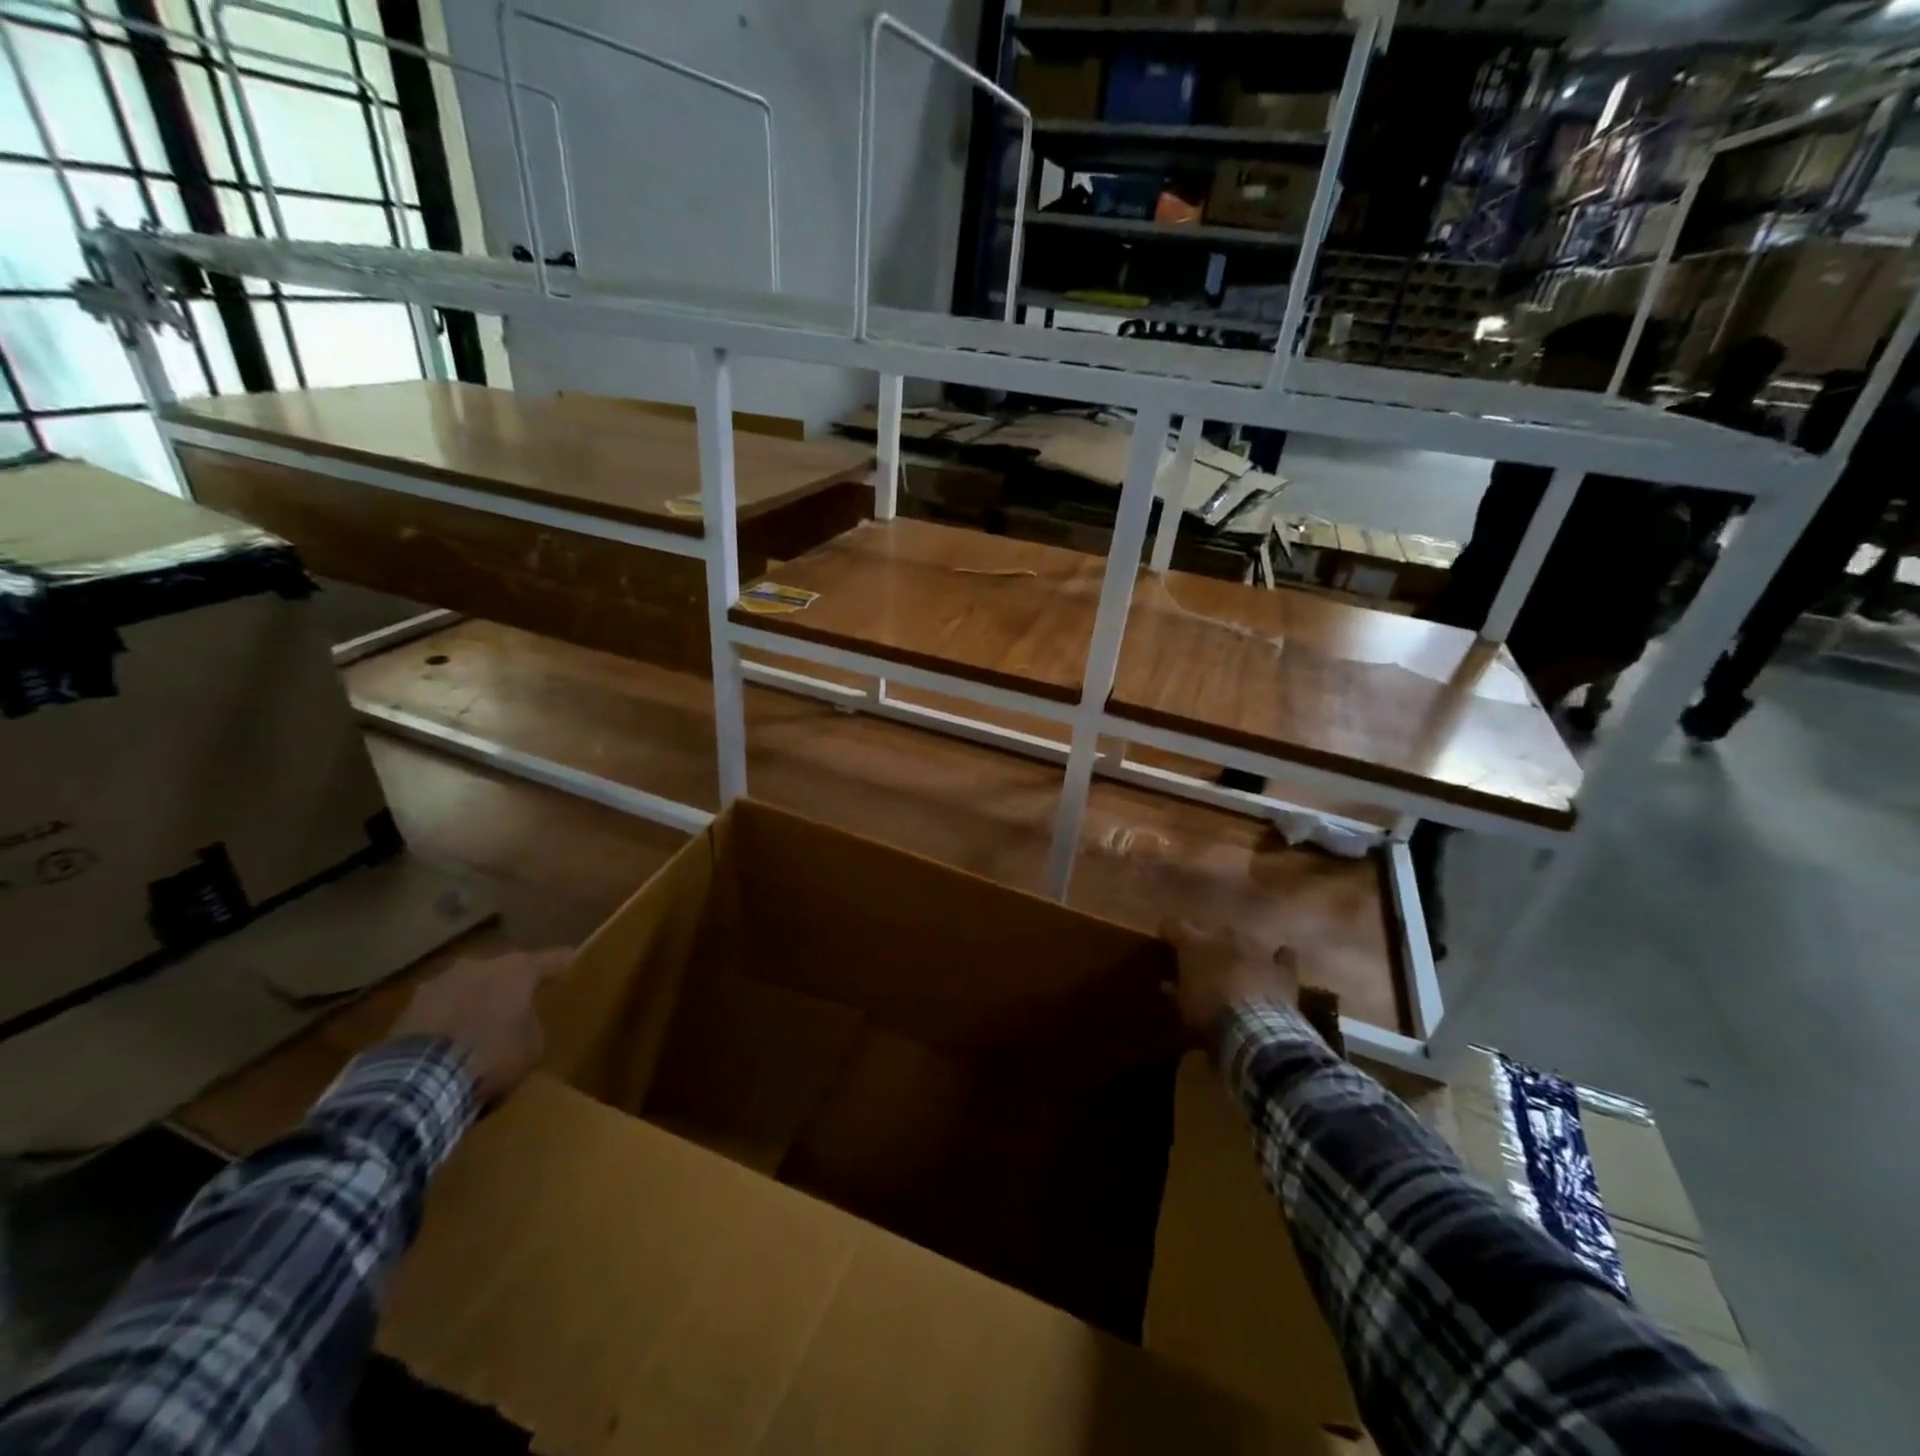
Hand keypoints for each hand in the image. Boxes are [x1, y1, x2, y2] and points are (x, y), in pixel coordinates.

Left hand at [391, 947, 570, 1105]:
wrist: (419, 1081)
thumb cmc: (492, 1056)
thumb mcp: (533, 1047)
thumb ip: (532, 1024)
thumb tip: (522, 1022)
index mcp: (517, 968)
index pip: (552, 959)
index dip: (564, 964)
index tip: (574, 961)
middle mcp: (479, 964)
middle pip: (503, 970)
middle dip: (509, 985)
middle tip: (518, 1001)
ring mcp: (438, 982)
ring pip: (467, 987)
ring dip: (474, 1001)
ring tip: (479, 1024)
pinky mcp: (406, 1008)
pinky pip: (439, 1010)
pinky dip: (447, 1020)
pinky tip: (450, 1041)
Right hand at [1162, 919, 1300, 1043]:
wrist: (1255, 1029)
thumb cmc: (1209, 1013)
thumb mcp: (1184, 1006)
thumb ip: (1176, 990)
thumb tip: (1166, 984)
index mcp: (1195, 944)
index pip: (1174, 925)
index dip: (1168, 932)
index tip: (1166, 940)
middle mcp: (1225, 937)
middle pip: (1213, 932)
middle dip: (1210, 945)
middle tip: (1208, 965)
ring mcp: (1257, 948)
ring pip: (1245, 940)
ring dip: (1240, 952)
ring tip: (1239, 969)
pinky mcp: (1282, 966)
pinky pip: (1282, 956)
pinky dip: (1278, 960)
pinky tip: (1275, 966)